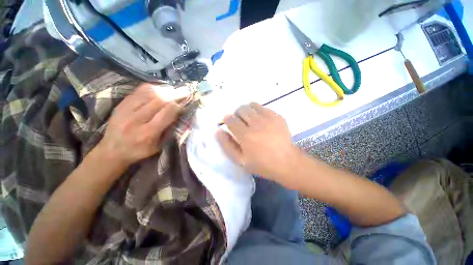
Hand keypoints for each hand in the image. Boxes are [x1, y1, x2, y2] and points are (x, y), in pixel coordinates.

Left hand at [98, 83, 182, 167]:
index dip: (178, 107)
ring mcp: (126, 110)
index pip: (167, 113)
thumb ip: (169, 130)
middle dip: (174, 95)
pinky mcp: (121, 104)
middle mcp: (136, 119)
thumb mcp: (158, 146)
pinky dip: (152, 89)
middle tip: (184, 92)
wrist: (112, 150)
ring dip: (165, 91)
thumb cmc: (139, 150)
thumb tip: (179, 114)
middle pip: (159, 100)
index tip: (184, 106)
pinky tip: (159, 90)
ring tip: (173, 90)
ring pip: (149, 93)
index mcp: (148, 133)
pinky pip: (139, 91)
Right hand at [216, 103, 300, 183]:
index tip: (229, 123)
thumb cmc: (262, 164)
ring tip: (249, 120)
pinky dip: (258, 111)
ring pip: (252, 105)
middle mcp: (257, 124)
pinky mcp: (278, 116)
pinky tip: (260, 120)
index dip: (227, 119)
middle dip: (237, 114)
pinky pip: (263, 107)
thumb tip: (218, 131)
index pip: (230, 119)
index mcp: (246, 136)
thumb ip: (227, 145)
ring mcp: (269, 118)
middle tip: (240, 123)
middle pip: (241, 109)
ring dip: (247, 111)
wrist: (287, 162)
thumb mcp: (240, 160)